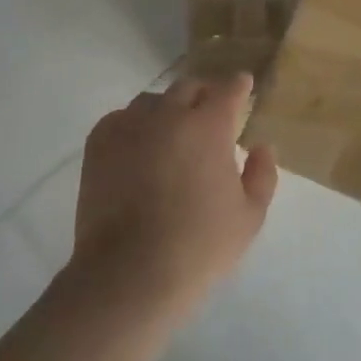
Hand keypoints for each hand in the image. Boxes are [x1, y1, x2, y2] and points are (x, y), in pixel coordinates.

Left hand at [72, 74, 277, 319]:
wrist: (129, 275)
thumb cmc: (199, 246)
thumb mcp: (250, 216)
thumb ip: (262, 174)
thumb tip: (261, 147)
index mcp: (209, 126)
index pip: (228, 89)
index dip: (239, 86)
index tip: (243, 87)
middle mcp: (169, 115)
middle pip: (189, 87)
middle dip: (204, 94)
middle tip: (210, 113)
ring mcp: (129, 127)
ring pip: (152, 101)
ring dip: (168, 108)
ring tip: (171, 131)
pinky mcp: (99, 145)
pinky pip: (120, 119)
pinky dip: (133, 124)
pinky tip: (138, 145)